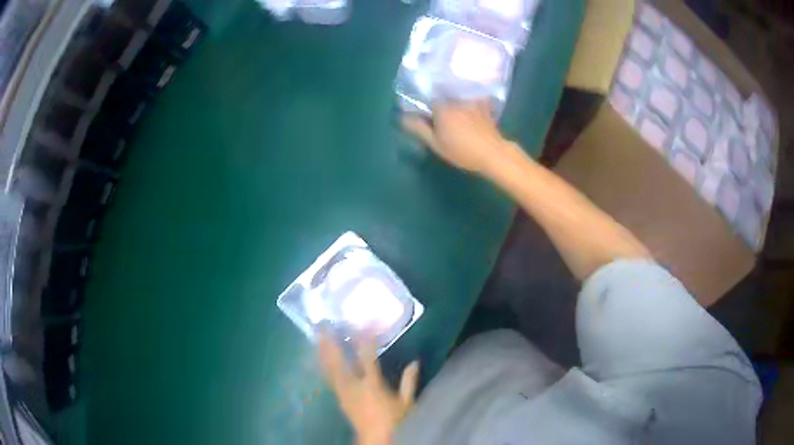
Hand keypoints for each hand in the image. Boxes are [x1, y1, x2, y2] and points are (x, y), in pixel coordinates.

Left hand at [318, 335, 419, 444]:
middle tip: (324, 325)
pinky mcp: (339, 397)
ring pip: (329, 367)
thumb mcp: (407, 402)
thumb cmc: (394, 421)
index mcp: (372, 385)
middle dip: (330, 342)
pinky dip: (324, 364)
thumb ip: (409, 381)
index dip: (366, 340)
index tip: (364, 324)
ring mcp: (343, 391)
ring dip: (323, 351)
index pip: (367, 357)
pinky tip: (320, 357)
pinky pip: (329, 377)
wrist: (375, 439)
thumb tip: (414, 362)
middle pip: (338, 361)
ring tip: (317, 336)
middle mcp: (353, 386)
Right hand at [401, 100, 516, 176]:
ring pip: (455, 89)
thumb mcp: (436, 144)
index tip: (418, 105)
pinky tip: (464, 103)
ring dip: (449, 91)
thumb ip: (419, 128)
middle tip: (432, 103)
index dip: (420, 98)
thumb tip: (403, 118)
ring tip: (445, 98)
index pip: (425, 94)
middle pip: (440, 89)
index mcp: (442, 106)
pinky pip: (470, 93)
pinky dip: (465, 94)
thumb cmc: (462, 150)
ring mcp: (470, 98)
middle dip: (434, 92)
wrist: (493, 153)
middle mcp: (455, 97)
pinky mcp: (482, 102)